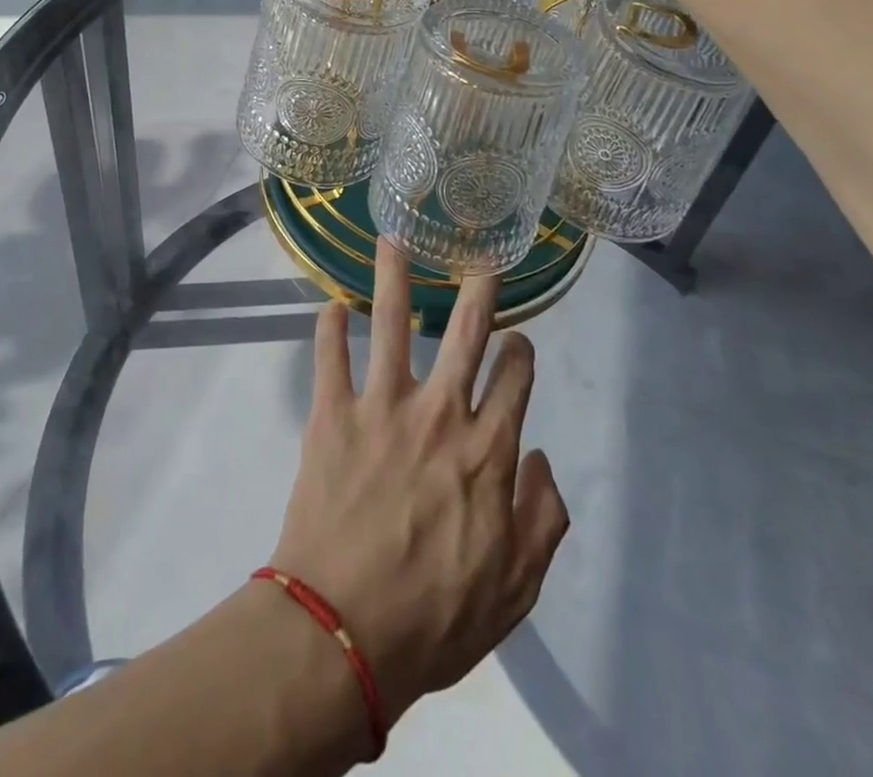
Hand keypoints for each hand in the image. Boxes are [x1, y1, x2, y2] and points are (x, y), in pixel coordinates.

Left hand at [269, 245, 570, 731]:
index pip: (515, 376)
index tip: (516, 341)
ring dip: (394, 277)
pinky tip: (329, 303)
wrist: (342, 634)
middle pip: (464, 332)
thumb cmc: (434, 617)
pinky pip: (329, 358)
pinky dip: (329, 328)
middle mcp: (440, 412)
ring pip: (390, 323)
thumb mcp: (516, 589)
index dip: (520, 351)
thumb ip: (543, 519)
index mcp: (487, 450)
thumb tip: (542, 457)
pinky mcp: (332, 414)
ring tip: (393, 238)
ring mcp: (382, 406)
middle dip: (477, 290)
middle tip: (480, 259)